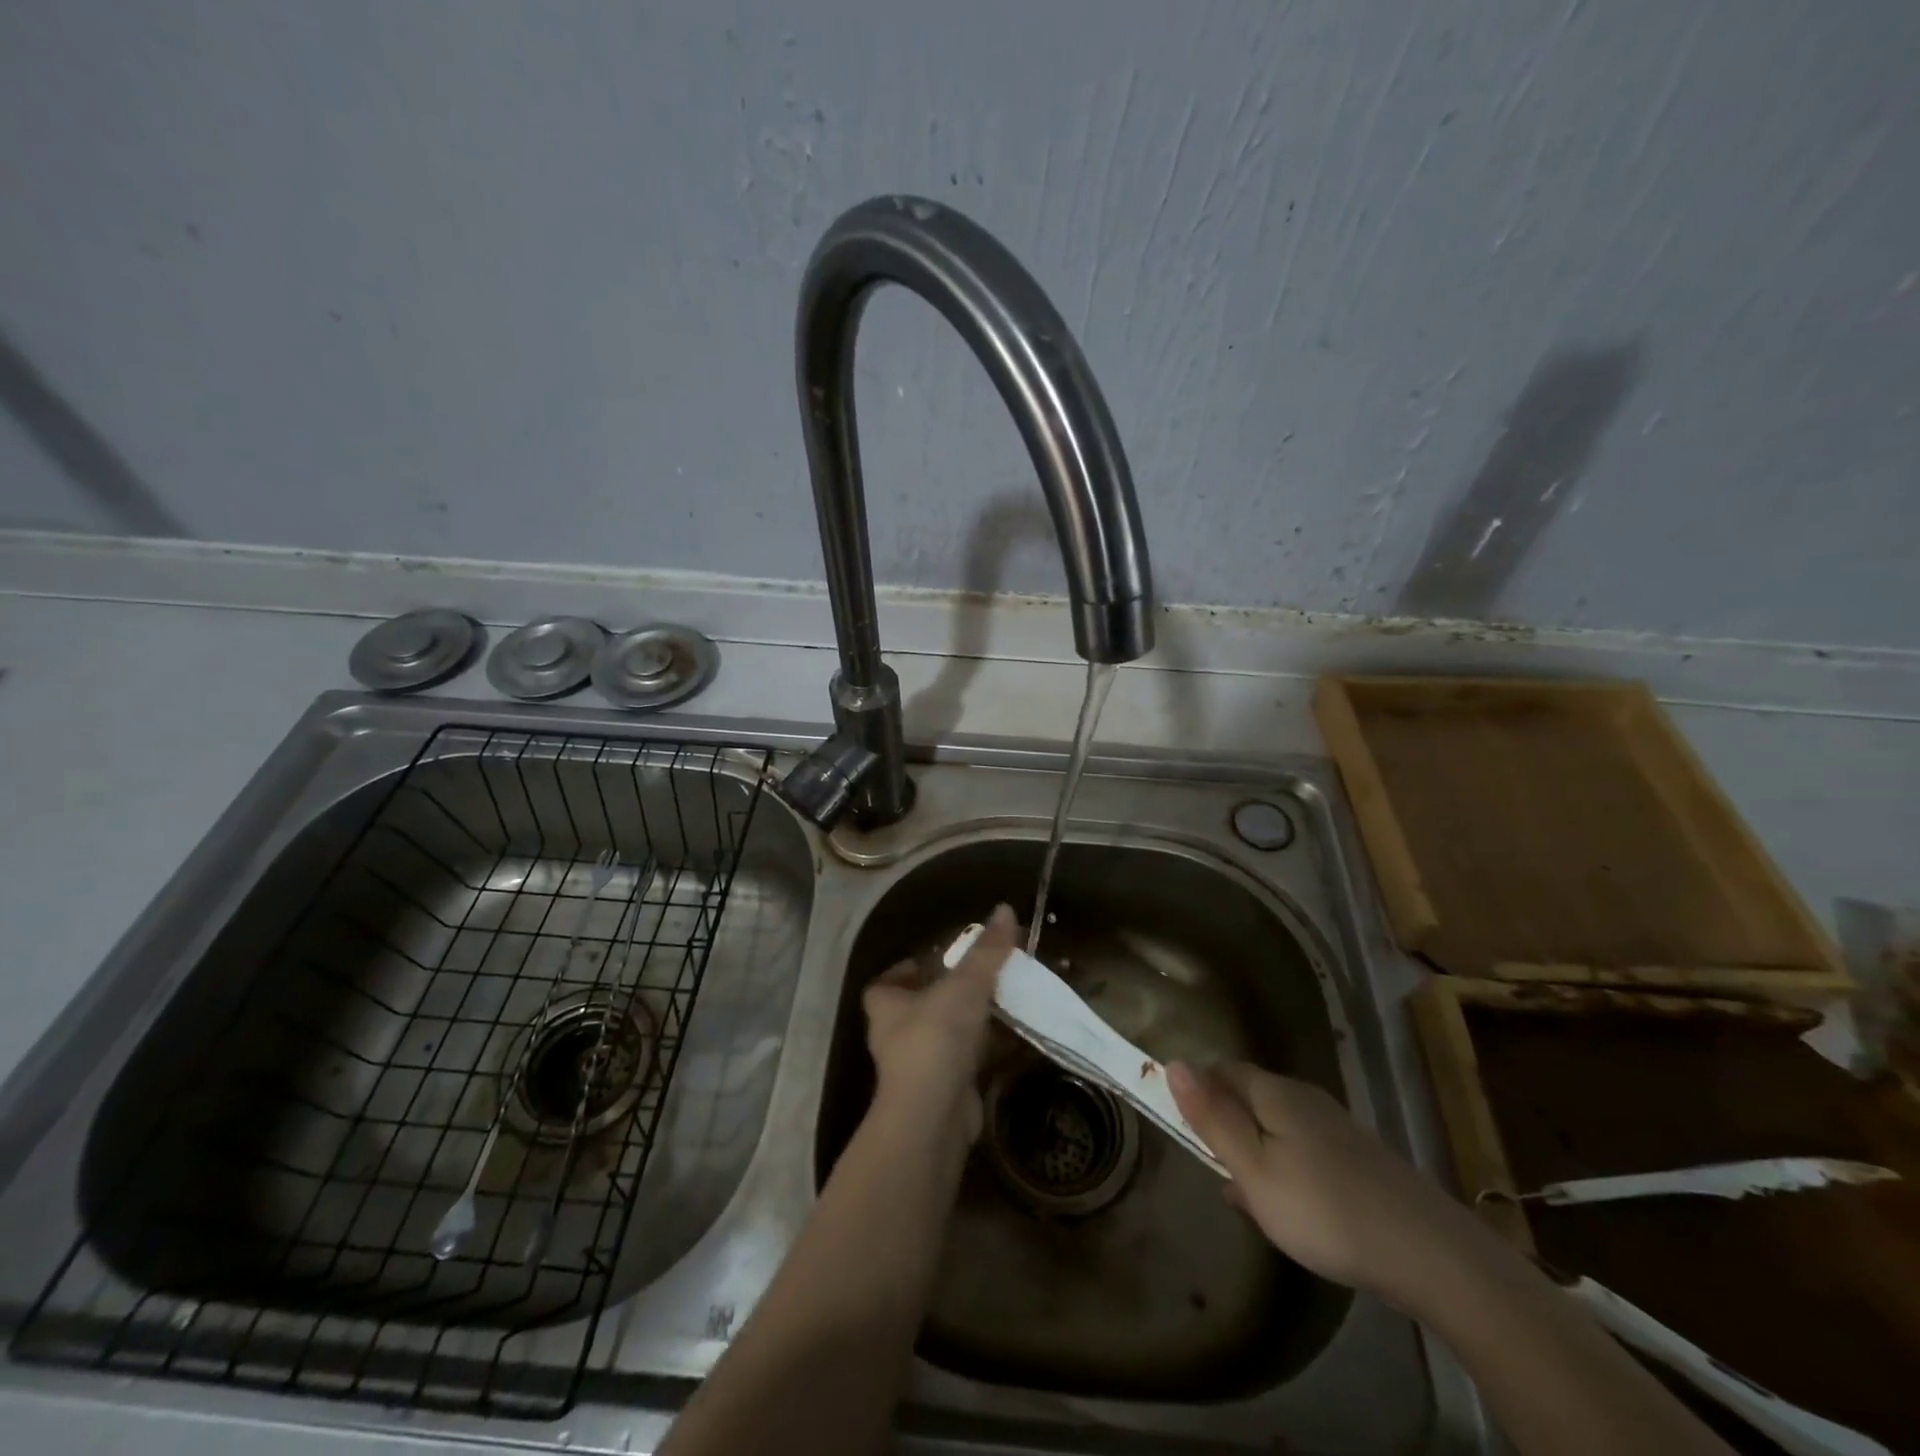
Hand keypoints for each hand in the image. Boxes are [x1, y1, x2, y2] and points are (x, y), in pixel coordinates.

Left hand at [863, 903, 1018, 1139]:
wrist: (933, 1116)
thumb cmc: (936, 1038)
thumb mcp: (965, 985)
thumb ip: (986, 950)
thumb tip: (1005, 908)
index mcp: (886, 1005)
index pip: (886, 982)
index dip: (906, 970)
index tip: (935, 959)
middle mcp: (896, 1035)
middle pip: (919, 1008)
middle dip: (947, 995)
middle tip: (981, 977)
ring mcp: (919, 1067)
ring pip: (946, 1036)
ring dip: (971, 1023)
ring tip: (1005, 1002)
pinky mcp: (944, 1091)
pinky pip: (967, 1062)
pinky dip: (987, 1050)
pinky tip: (1014, 1039)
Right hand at [1169, 1061, 1477, 1302]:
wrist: (1430, 1254)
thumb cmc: (1324, 1209)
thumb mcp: (1253, 1169)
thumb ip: (1212, 1118)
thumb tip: (1174, 1063)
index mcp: (1274, 1092)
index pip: (1221, 1070)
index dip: (1197, 1092)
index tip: (1184, 1130)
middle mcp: (1304, 1098)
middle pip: (1250, 1096)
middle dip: (1225, 1124)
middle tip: (1214, 1170)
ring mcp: (1336, 1128)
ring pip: (1276, 1127)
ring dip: (1254, 1151)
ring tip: (1248, 1198)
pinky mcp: (1359, 1159)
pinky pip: (1303, 1150)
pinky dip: (1285, 1170)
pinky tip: (1290, 1210)